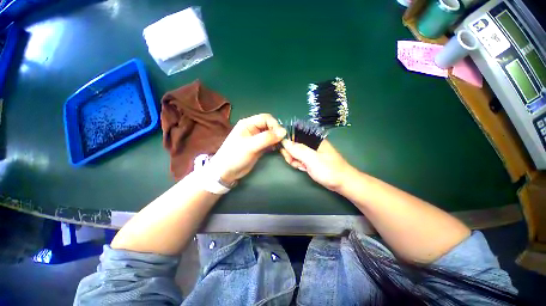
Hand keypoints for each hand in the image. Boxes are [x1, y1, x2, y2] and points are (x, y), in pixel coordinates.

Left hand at [210, 114, 285, 183]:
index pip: (266, 118)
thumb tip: (283, 132)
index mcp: (248, 124)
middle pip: (269, 125)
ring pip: (270, 134)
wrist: (227, 172)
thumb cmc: (235, 156)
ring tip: (280, 145)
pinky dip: (274, 144)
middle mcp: (253, 129)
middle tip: (282, 141)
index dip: (275, 125)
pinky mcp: (259, 147)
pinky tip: (276, 148)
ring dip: (276, 138)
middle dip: (276, 132)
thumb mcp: (250, 146)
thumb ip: (266, 138)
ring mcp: (256, 138)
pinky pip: (269, 142)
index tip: (281, 135)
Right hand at [280, 139, 353, 191]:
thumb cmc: (328, 170)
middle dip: (291, 154)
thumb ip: (298, 150)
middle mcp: (311, 144)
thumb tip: (284, 141)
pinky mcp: (311, 160)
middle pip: (294, 144)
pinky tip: (303, 168)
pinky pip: (300, 159)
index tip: (285, 152)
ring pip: (296, 153)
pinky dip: (299, 164)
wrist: (342, 183)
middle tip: (294, 161)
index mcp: (313, 139)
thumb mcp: (312, 159)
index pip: (295, 135)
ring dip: (294, 160)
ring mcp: (311, 152)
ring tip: (301, 166)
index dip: (288, 142)